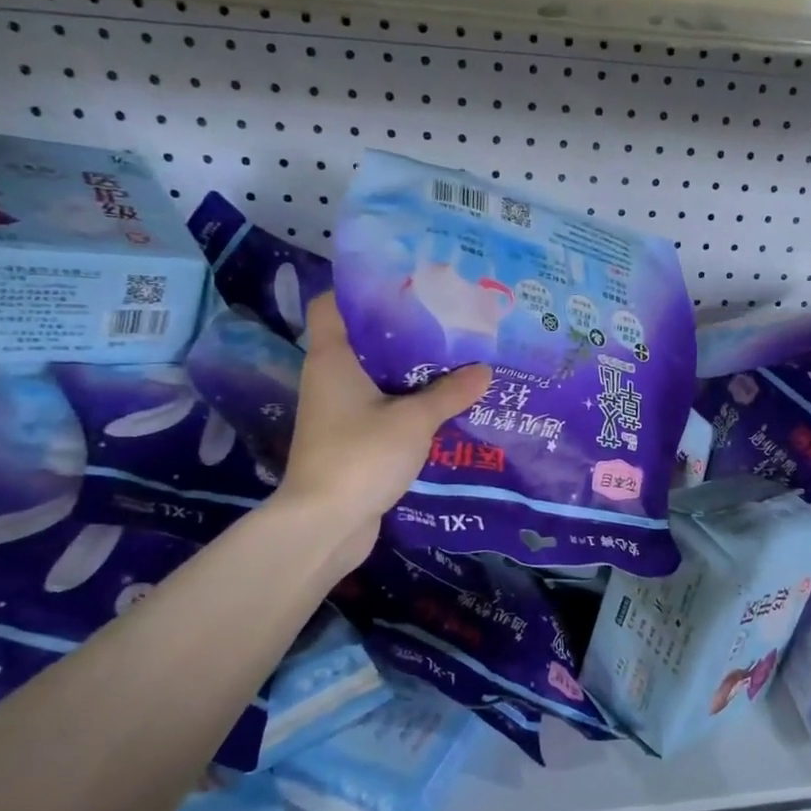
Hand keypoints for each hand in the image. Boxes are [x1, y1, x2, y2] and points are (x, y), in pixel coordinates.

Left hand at [278, 293, 490, 562]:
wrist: (326, 524)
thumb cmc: (361, 456)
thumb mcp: (414, 420)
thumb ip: (450, 393)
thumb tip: (484, 370)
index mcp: (332, 359)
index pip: (331, 305)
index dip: (362, 290)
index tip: (407, 286)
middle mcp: (329, 379)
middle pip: (362, 340)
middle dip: (403, 332)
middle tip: (448, 324)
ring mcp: (338, 413)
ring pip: (376, 379)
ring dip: (410, 373)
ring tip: (455, 362)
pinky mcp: (350, 441)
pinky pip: (382, 410)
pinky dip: (408, 406)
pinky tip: (443, 407)